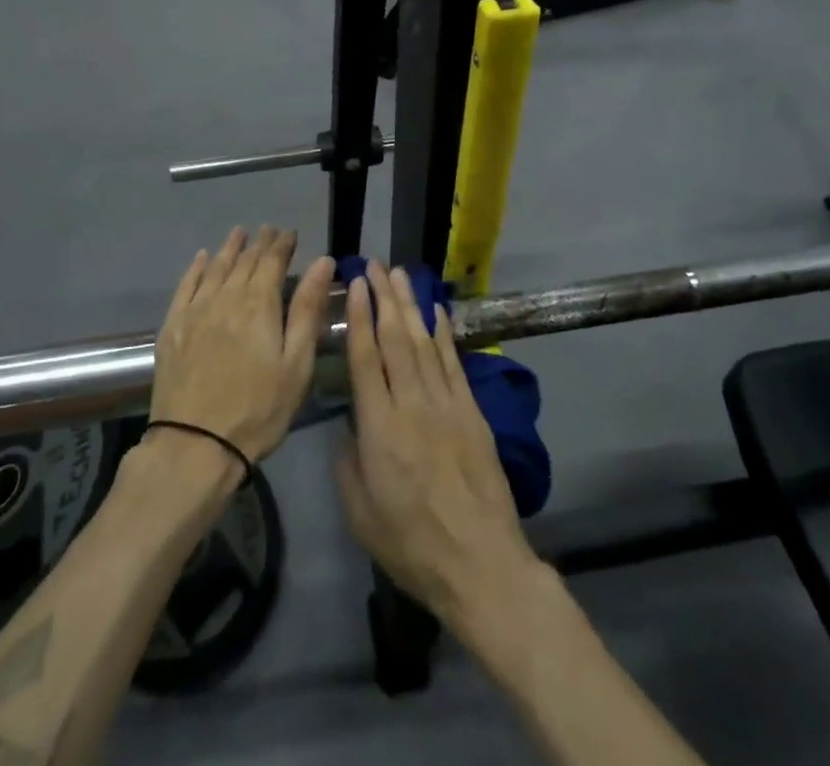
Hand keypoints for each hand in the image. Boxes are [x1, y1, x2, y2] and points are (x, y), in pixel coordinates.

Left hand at [150, 226, 335, 465]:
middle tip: (267, 230)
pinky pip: (185, 286)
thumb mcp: (296, 363)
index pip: (272, 262)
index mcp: (259, 304)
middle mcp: (225, 297)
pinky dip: (196, 268)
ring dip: (229, 249)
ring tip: (239, 233)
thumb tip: (323, 262)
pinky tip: (202, 258)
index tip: (290, 233)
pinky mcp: (172, 328)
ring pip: (215, 268)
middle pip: (244, 262)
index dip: (282, 245)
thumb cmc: (258, 409)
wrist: (195, 445)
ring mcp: (195, 311)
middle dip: (259, 243)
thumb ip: (307, 309)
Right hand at [335, 264, 540, 624]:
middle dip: (383, 298)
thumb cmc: (412, 545)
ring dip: (410, 305)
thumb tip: (348, 427)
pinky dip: (445, 333)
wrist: (481, 564)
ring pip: (425, 342)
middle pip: (396, 339)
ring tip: (399, 275)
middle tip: (374, 265)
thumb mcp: (361, 514)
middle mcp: (412, 405)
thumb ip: (348, 464)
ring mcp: (447, 405)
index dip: (359, 318)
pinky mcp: (473, 412)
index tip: (354, 285)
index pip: (366, 358)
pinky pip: (455, 363)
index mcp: (380, 428)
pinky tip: (437, 311)